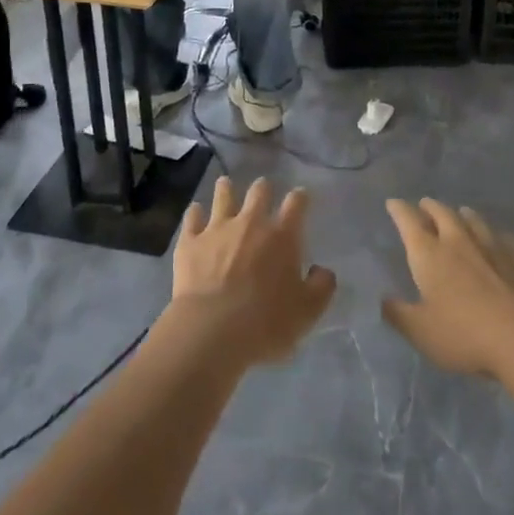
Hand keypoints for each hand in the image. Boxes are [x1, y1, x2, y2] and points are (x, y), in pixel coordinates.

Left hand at [169, 176, 335, 368]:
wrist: (212, 330)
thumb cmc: (266, 322)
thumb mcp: (308, 311)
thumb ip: (321, 286)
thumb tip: (322, 271)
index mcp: (282, 236)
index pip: (296, 204)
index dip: (300, 197)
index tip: (301, 195)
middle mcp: (251, 222)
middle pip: (259, 192)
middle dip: (263, 188)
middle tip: (262, 189)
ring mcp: (217, 228)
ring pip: (223, 196)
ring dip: (226, 189)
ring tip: (226, 184)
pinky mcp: (190, 241)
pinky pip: (192, 217)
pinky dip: (195, 213)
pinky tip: (195, 211)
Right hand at [382, 198, 513, 380]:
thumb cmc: (464, 334)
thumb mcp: (421, 332)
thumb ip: (398, 314)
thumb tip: (383, 299)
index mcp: (429, 254)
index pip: (409, 222)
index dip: (399, 210)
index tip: (393, 203)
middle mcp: (458, 242)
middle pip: (442, 214)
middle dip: (431, 207)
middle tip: (425, 205)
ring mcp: (492, 247)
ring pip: (474, 221)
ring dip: (464, 215)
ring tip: (461, 212)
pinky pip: (506, 239)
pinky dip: (498, 236)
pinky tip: (501, 239)